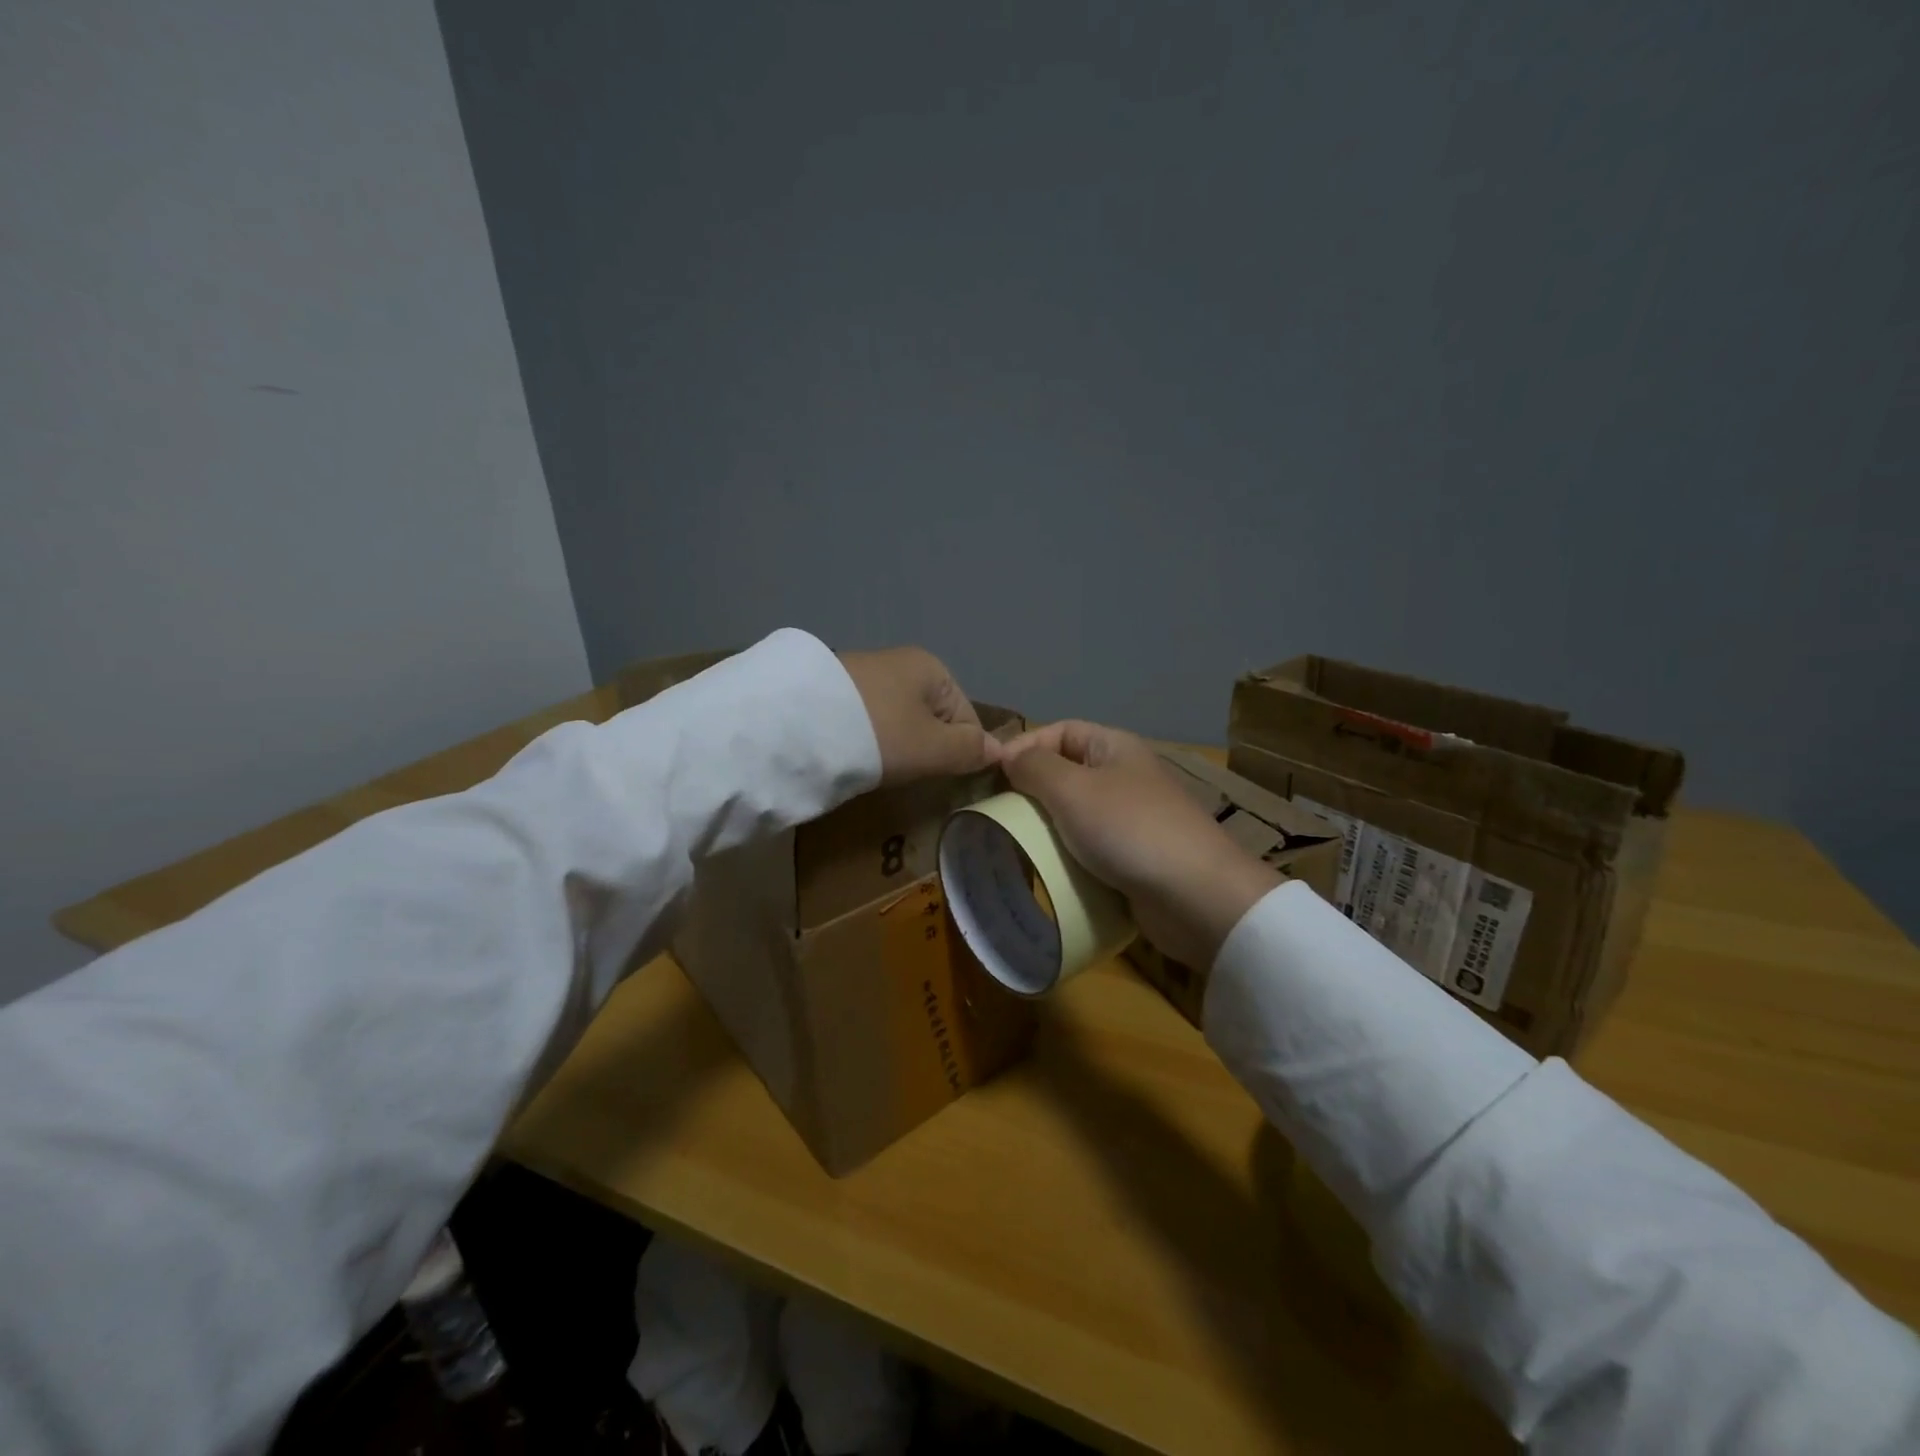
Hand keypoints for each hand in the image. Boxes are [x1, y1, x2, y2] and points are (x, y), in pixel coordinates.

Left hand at [839, 647, 1002, 785]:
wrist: (798, 724)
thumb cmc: (880, 735)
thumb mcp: (934, 748)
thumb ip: (970, 750)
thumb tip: (1001, 750)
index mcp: (933, 668)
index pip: (967, 718)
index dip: (961, 753)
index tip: (940, 777)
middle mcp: (901, 662)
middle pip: (932, 717)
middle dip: (926, 748)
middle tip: (909, 774)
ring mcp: (864, 673)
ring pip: (898, 720)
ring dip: (895, 745)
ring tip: (879, 767)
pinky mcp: (833, 689)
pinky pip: (868, 720)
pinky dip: (868, 740)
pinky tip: (855, 755)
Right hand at [1002, 721, 1279, 969]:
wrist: (1196, 897)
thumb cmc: (1129, 829)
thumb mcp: (1072, 789)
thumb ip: (1034, 767)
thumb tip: (1009, 757)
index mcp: (1114, 747)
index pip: (1060, 731)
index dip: (1024, 746)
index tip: (991, 776)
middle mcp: (1124, 776)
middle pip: (1066, 772)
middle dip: (1030, 791)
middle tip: (997, 814)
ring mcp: (1131, 819)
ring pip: (1075, 814)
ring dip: (1046, 828)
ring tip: (1014, 844)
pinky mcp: (1134, 858)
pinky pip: (1089, 848)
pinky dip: (1066, 856)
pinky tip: (1045, 870)